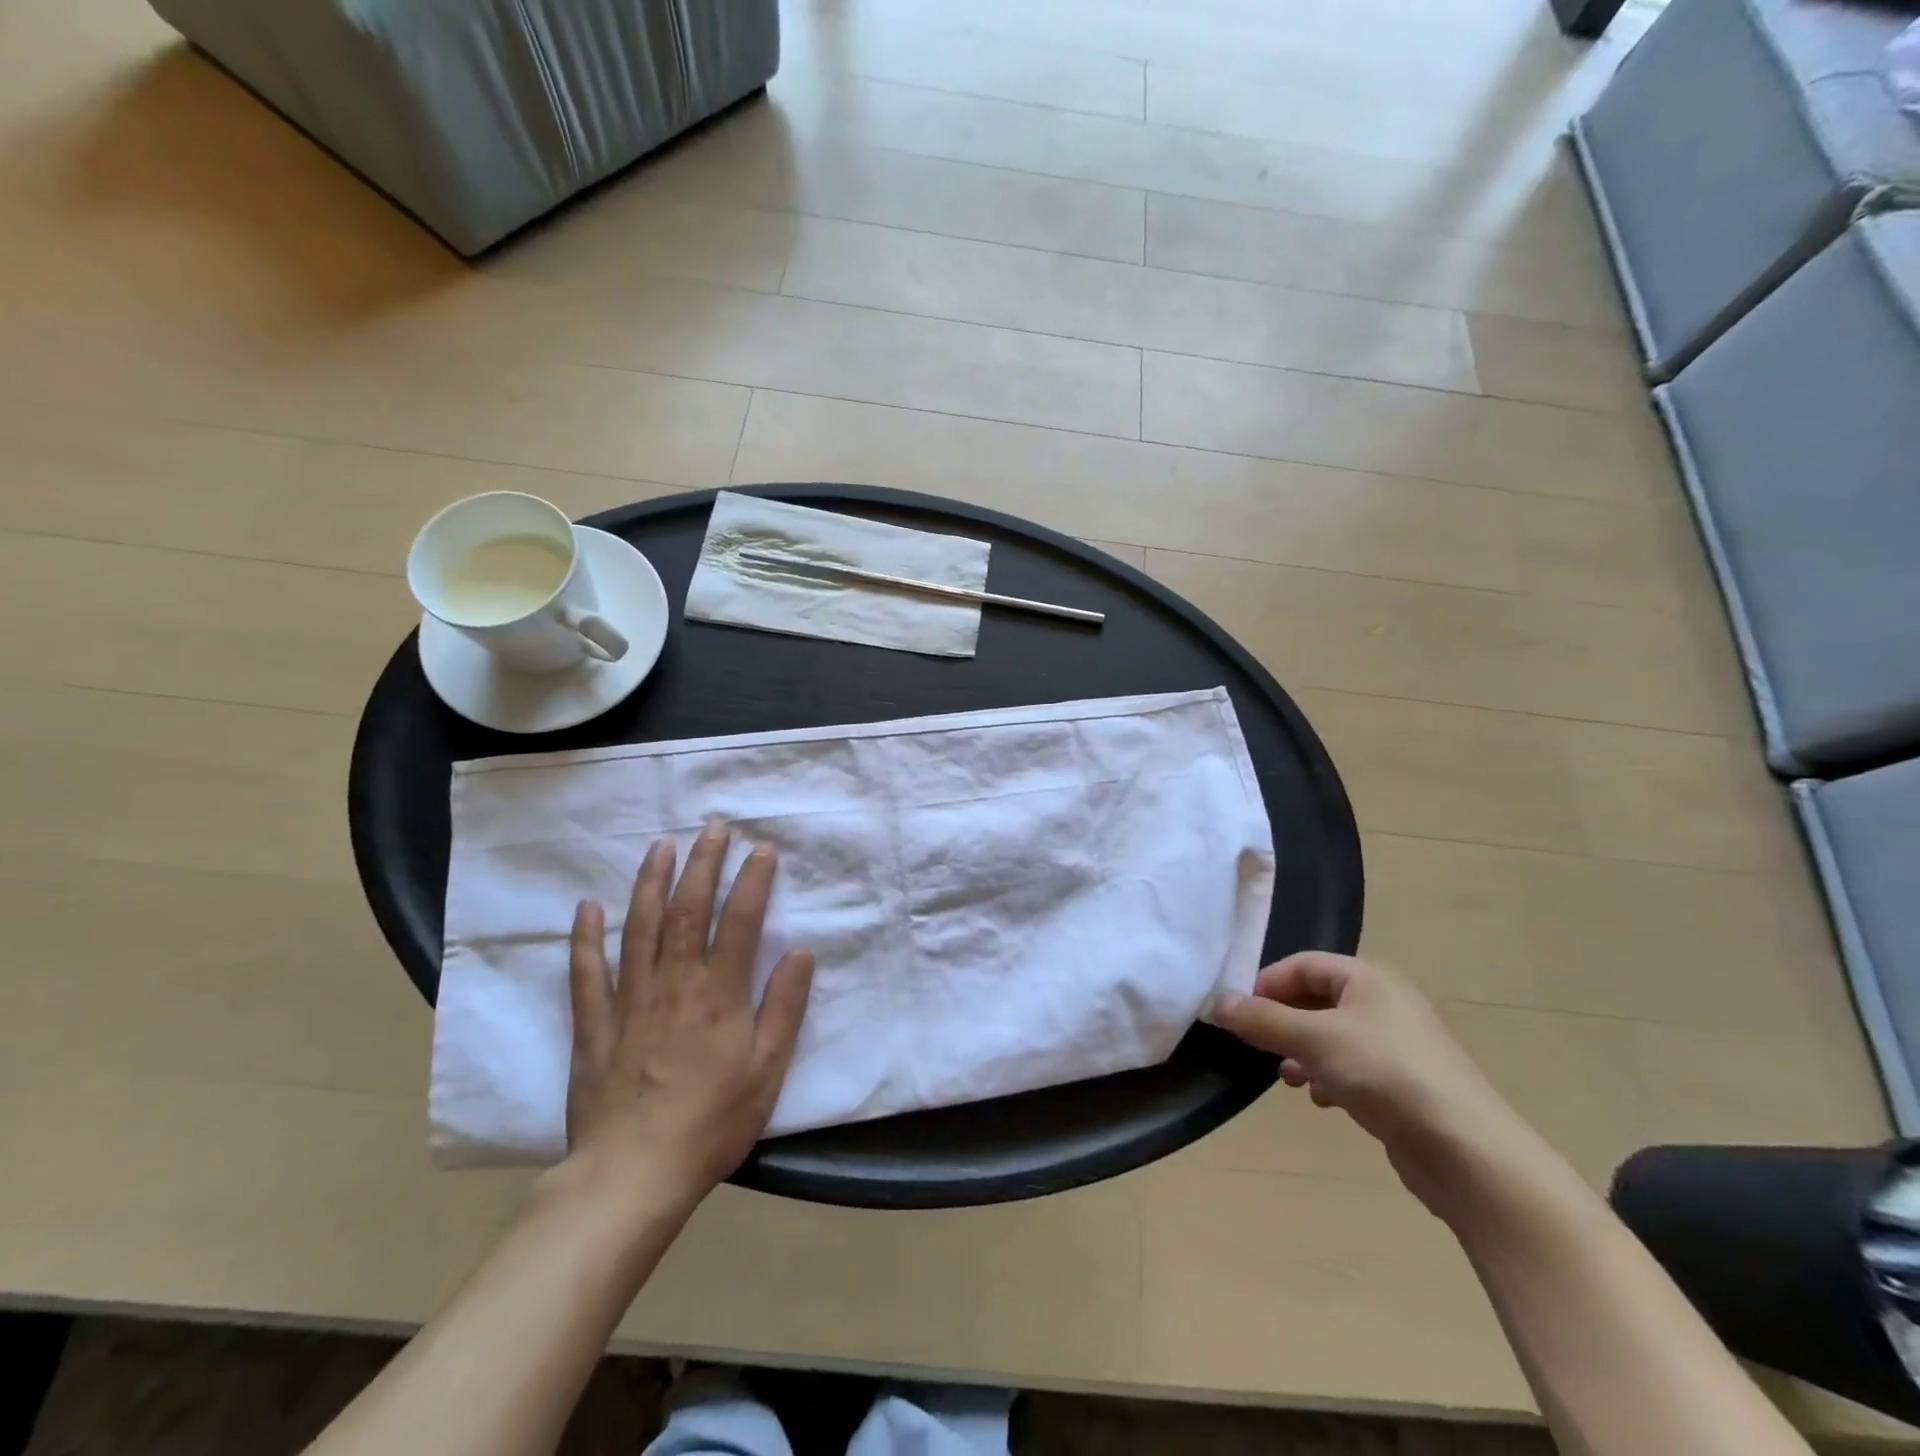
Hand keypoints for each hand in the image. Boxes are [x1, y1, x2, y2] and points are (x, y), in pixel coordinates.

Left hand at [563, 822, 814, 1213]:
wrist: (632, 1174)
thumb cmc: (712, 1122)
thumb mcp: (767, 1070)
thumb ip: (784, 1007)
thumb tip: (801, 952)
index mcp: (719, 992)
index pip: (739, 920)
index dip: (752, 880)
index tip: (762, 849)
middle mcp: (674, 982)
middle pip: (688, 908)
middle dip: (702, 863)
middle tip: (713, 828)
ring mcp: (629, 998)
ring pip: (639, 926)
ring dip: (651, 881)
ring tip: (661, 846)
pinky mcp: (593, 1023)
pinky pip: (586, 971)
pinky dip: (586, 936)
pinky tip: (588, 906)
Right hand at [1214, 953, 1522, 1207]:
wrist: (1467, 1152)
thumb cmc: (1385, 1074)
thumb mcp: (1313, 1040)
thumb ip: (1262, 1020)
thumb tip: (1217, 1002)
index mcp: (1369, 978)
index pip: (1302, 964)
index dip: (1267, 983)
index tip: (1240, 1013)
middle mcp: (1386, 1002)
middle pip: (1316, 999)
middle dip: (1282, 1021)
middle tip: (1256, 1045)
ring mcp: (1399, 1044)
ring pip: (1332, 1035)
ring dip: (1302, 1051)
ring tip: (1286, 1076)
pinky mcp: (1406, 1083)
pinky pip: (1353, 1066)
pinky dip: (1329, 1076)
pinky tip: (1320, 1099)